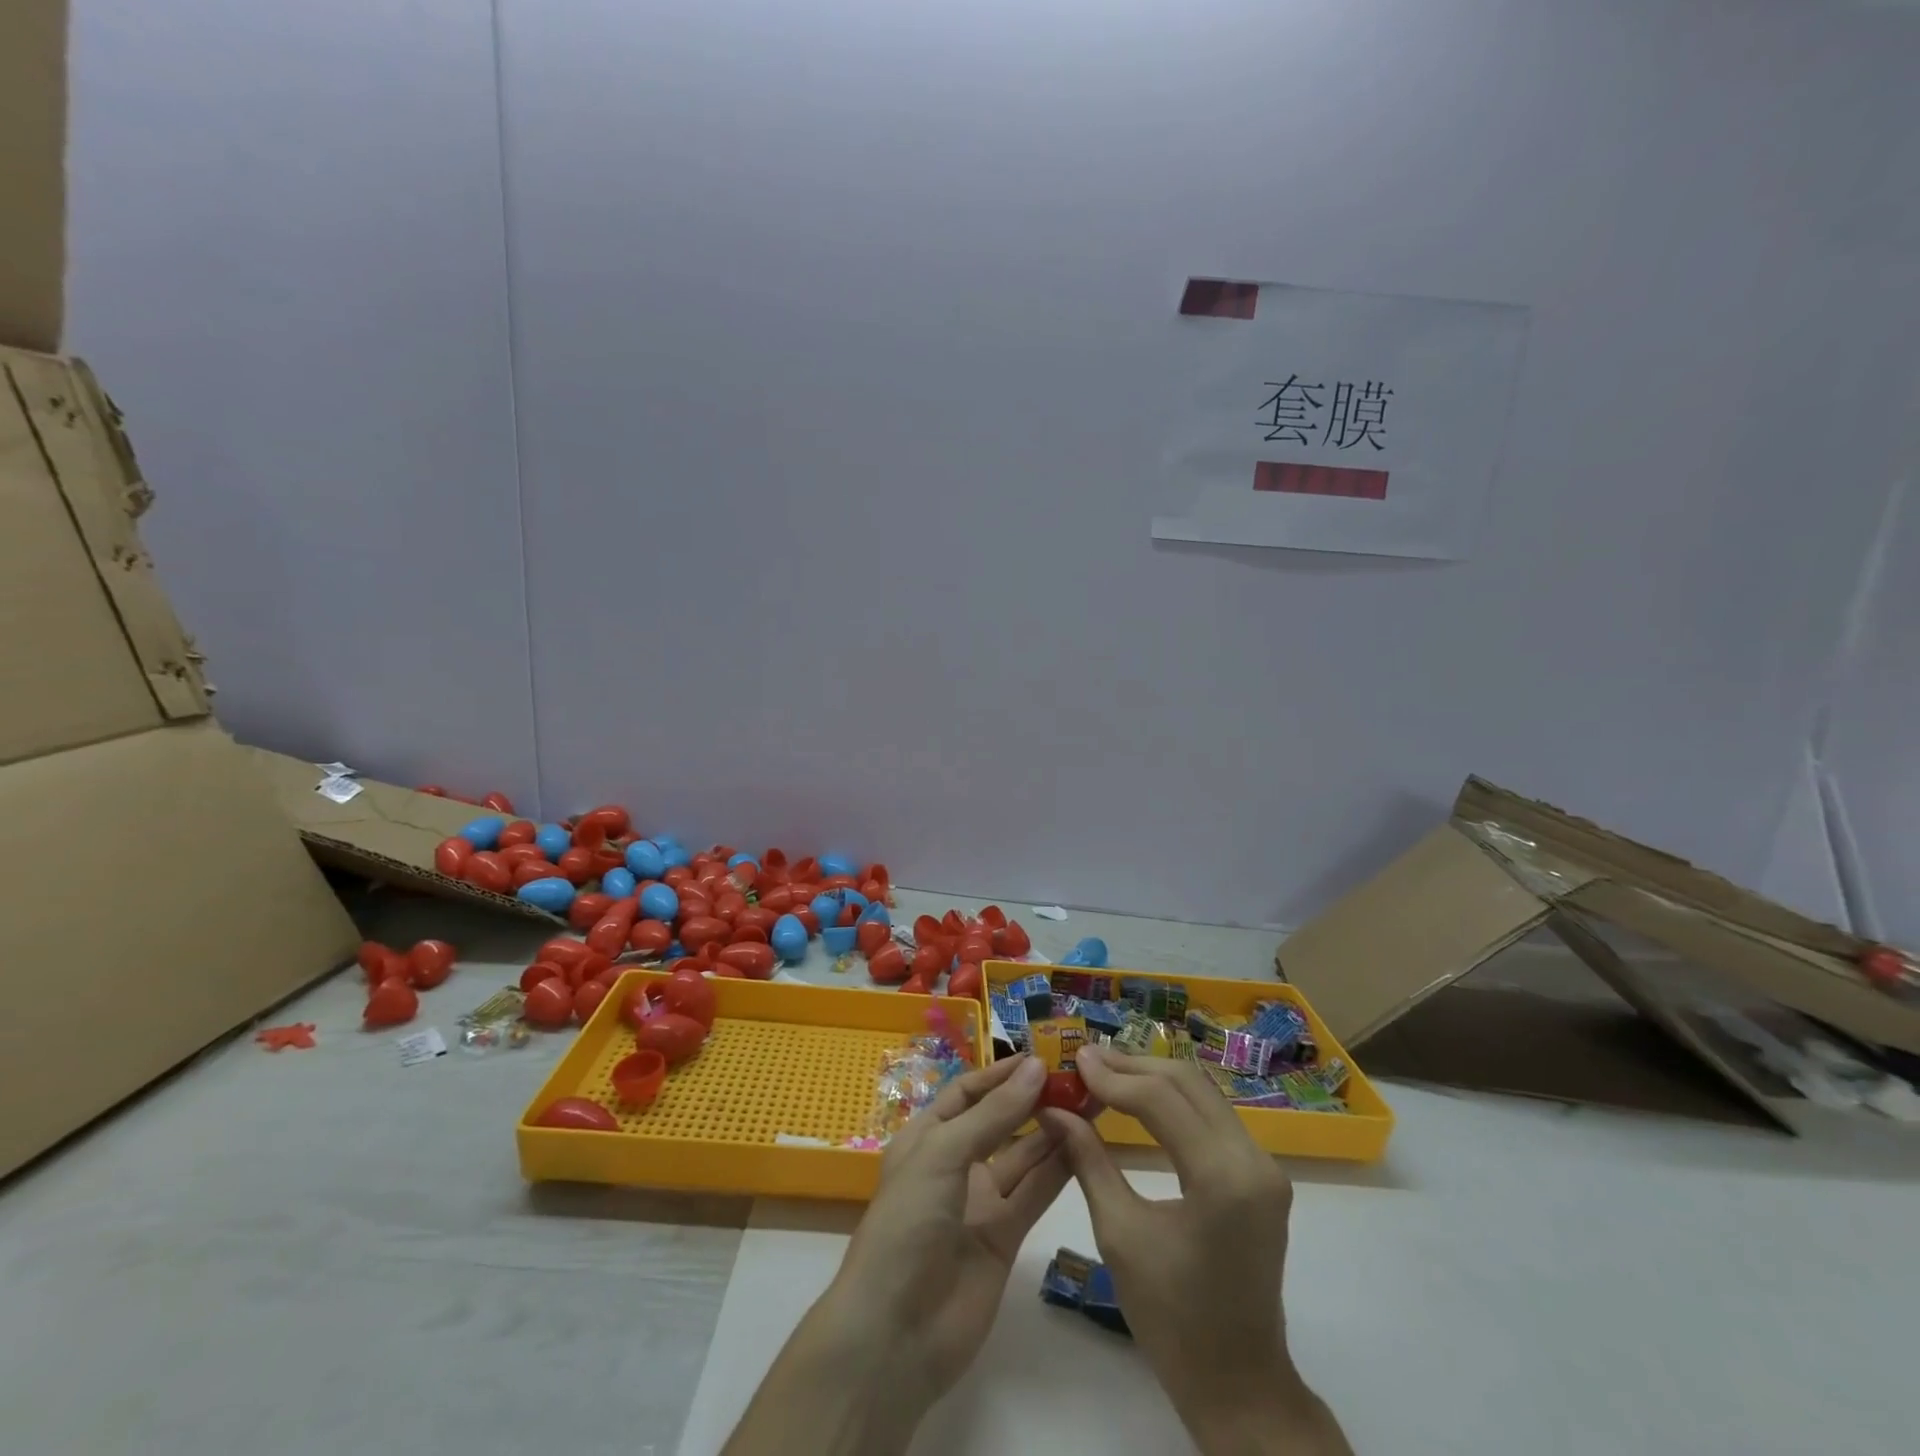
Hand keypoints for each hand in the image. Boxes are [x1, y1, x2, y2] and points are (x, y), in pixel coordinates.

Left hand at [725, 1054, 1067, 1455]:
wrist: (895, 1335)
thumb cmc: (906, 1224)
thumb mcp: (943, 1155)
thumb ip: (994, 1115)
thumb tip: (1035, 1067)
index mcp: (927, 1138)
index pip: (967, 1093)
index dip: (1000, 1075)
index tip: (1040, 1057)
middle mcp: (954, 1164)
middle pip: (998, 1122)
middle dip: (1031, 1100)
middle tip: (1076, 1079)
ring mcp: (980, 1202)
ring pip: (1022, 1156)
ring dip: (1051, 1131)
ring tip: (1089, 1104)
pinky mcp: (1004, 1238)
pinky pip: (1034, 1194)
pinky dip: (1057, 1171)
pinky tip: (1084, 1145)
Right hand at [1038, 1045, 1350, 1455]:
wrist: (1239, 1384)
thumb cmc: (1171, 1319)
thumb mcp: (1119, 1233)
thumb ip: (1087, 1159)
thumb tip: (1053, 1108)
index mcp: (1222, 1178)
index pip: (1160, 1099)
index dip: (1113, 1076)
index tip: (1074, 1061)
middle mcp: (1253, 1160)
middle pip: (1187, 1083)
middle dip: (1133, 1066)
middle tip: (1087, 1059)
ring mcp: (1264, 1166)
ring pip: (1203, 1092)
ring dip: (1154, 1076)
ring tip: (1106, 1071)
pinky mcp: (1262, 1174)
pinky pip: (1214, 1116)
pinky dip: (1174, 1099)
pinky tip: (1141, 1098)